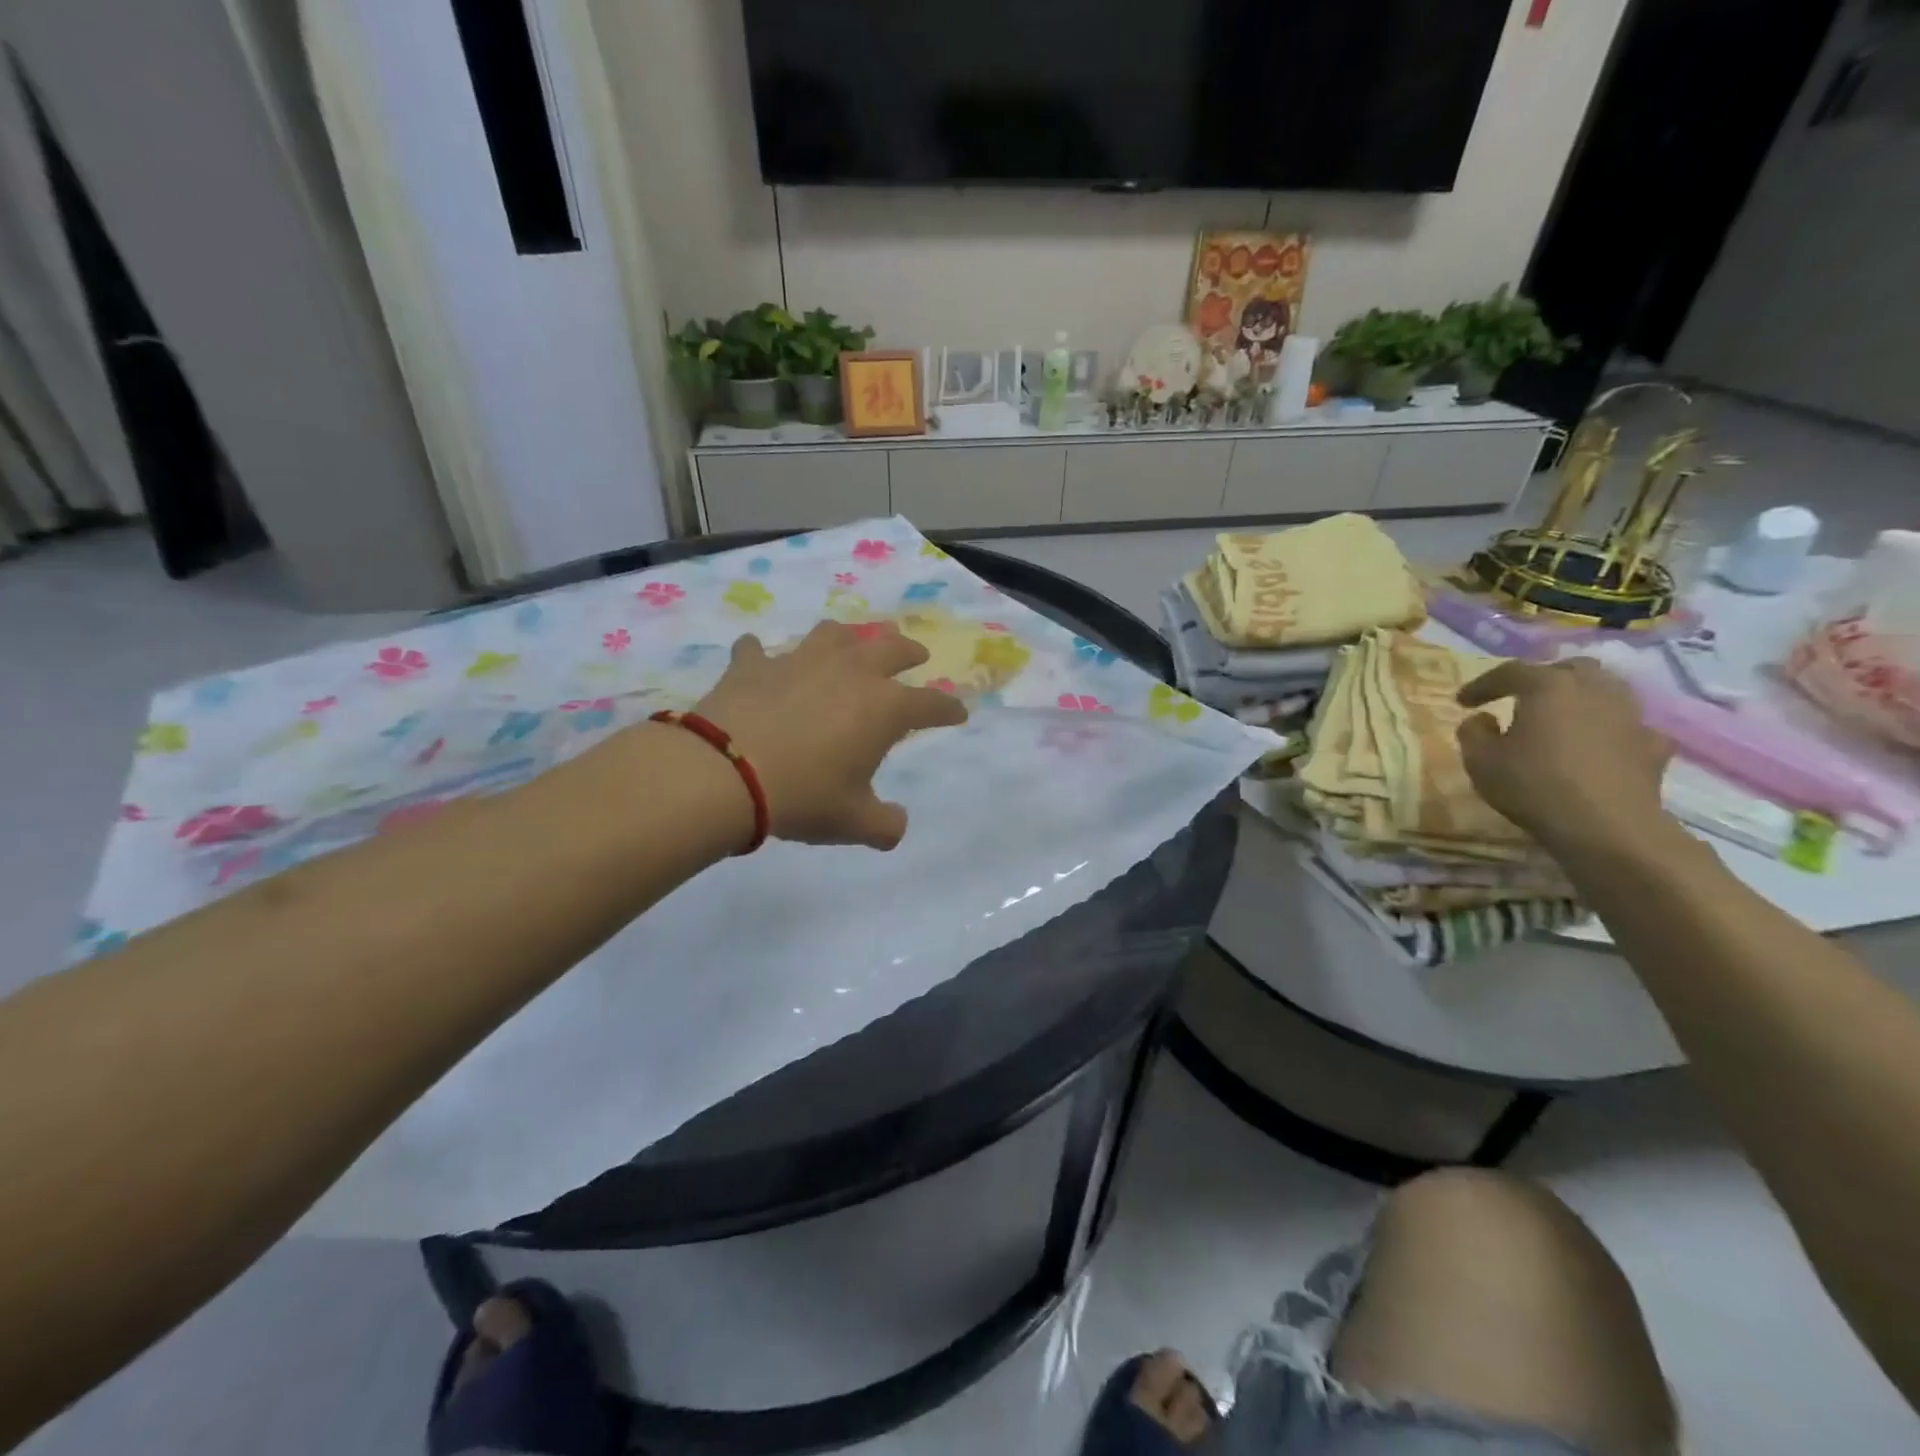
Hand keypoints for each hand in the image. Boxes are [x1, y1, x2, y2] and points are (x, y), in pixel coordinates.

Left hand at [692, 621, 968, 849]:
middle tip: (916, 654)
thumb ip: (885, 825)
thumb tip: (896, 826)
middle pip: (890, 649)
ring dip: (848, 638)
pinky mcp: (754, 665)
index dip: (947, 708)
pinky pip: (759, 650)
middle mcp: (849, 673)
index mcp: (883, 708)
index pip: (929, 703)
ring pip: (833, 635)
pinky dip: (762, 654)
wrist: (724, 774)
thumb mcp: (853, 822)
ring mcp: (799, 662)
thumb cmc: (803, 796)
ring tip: (849, 643)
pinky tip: (758, 657)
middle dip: (908, 651)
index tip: (958, 713)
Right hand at [1456, 658, 1673, 855]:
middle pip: (1568, 669)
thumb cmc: (1533, 785)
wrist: (1607, 826)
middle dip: (1542, 678)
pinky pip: (1627, 725)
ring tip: (1561, 717)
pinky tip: (1599, 745)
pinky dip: (1609, 728)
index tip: (1462, 702)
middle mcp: (1594, 689)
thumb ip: (1473, 732)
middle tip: (1520, 699)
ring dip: (1580, 698)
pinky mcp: (1653, 744)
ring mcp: (1630, 715)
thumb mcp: (1479, 760)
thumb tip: (1483, 719)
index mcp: (1549, 687)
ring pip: (1606, 690)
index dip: (1481, 684)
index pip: (1509, 672)